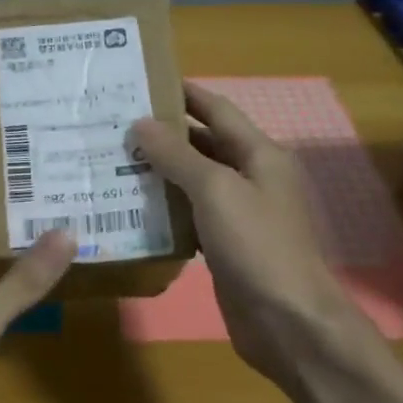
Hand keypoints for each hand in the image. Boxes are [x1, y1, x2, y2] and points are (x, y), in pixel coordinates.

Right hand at [132, 85, 361, 385]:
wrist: (288, 321)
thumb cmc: (256, 245)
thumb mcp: (216, 191)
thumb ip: (178, 156)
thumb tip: (141, 124)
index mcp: (260, 154)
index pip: (218, 110)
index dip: (184, 93)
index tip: (144, 81)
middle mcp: (252, 178)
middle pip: (204, 145)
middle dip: (164, 134)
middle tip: (116, 125)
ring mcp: (240, 213)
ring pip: (195, 182)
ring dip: (161, 172)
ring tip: (114, 161)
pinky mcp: (225, 245)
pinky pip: (192, 216)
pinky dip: (166, 208)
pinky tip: (133, 207)